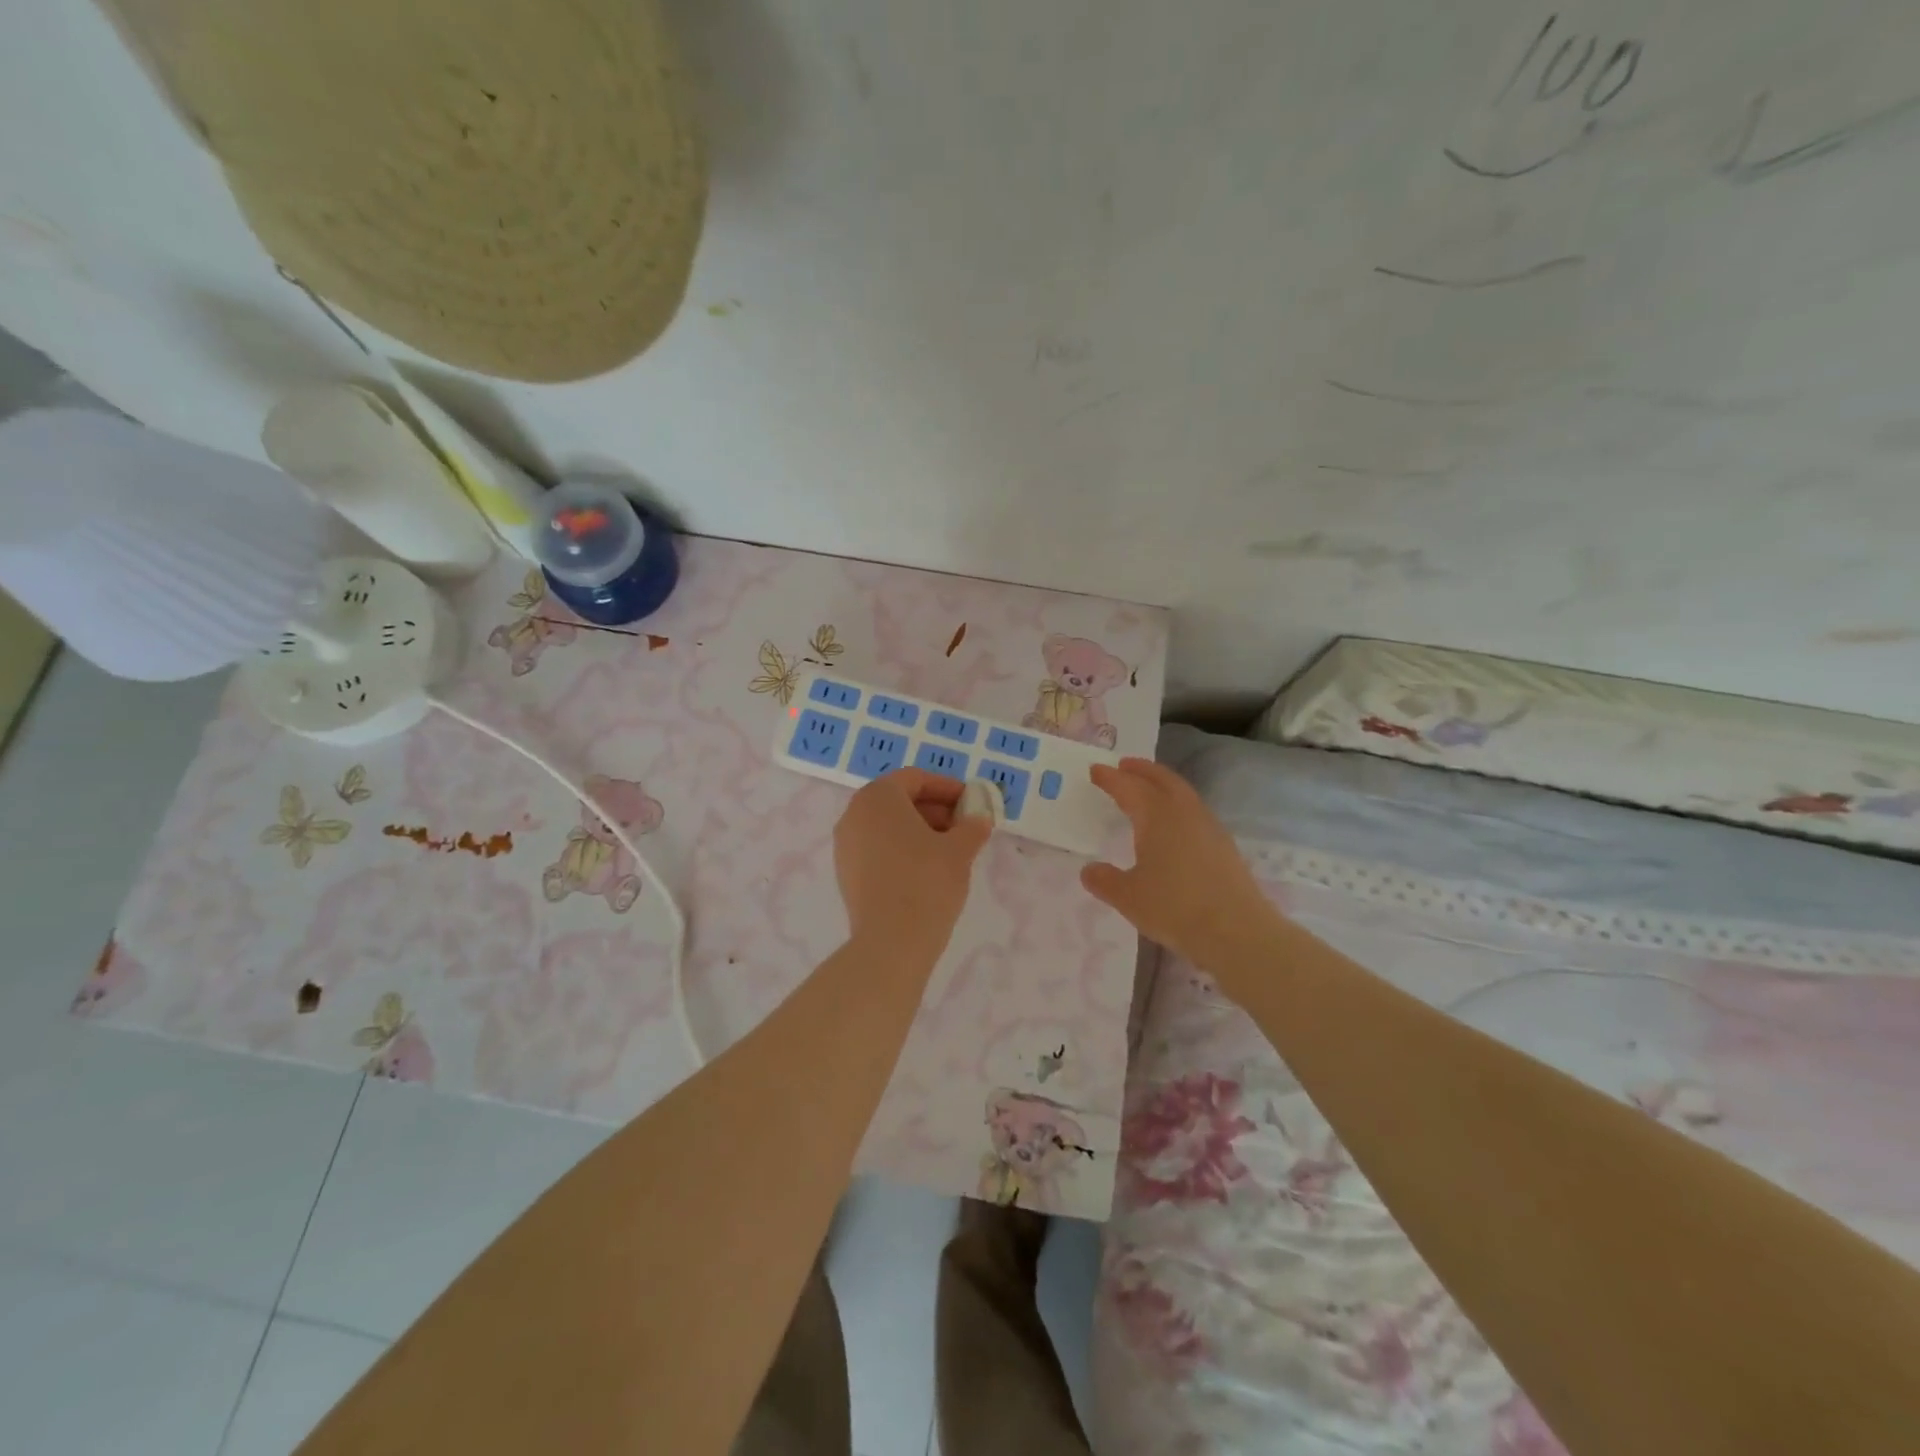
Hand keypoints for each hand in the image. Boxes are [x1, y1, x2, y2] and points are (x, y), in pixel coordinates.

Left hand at [834, 768, 991, 964]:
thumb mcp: (960, 849)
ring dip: (919, 830)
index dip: (947, 788)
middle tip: (964, 826)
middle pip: (898, 800)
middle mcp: (854, 814)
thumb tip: (979, 820)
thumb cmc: (927, 881)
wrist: (891, 942)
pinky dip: (902, 850)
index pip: (915, 779)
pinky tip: (927, 870)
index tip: (971, 802)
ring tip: (950, 850)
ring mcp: (845, 845)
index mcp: (878, 797)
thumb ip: (972, 827)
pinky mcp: (846, 873)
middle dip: (934, 810)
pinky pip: (877, 848)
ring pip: (887, 826)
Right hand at [1082, 757, 1280, 967]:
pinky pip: (1195, 812)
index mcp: (1157, 815)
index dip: (1110, 778)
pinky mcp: (1224, 846)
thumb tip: (1089, 870)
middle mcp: (1184, 812)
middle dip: (1142, 770)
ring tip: (1148, 791)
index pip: (1129, 787)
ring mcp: (1209, 827)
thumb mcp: (1128, 897)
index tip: (1095, 770)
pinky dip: (1178, 806)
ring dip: (1162, 785)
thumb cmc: (1175, 908)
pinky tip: (1174, 825)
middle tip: (1124, 765)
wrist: (1236, 932)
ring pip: (1182, 793)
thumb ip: (1105, 880)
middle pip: (1162, 779)